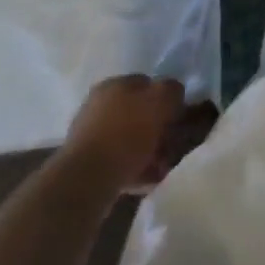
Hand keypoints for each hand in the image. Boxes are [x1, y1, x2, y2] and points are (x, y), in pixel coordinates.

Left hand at [60, 74, 186, 193]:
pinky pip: (120, 162)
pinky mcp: (88, 165)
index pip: (147, 83)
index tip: (179, 117)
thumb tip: (173, 92)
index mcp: (113, 85)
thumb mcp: (159, 101)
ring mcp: (91, 136)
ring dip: (148, 151)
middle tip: (171, 145)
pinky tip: (147, 181)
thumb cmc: (126, 134)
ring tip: (162, 167)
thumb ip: (171, 90)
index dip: (166, 98)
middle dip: (158, 129)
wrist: (86, 181)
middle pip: (138, 113)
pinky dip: (135, 169)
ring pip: (130, 139)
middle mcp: (99, 105)